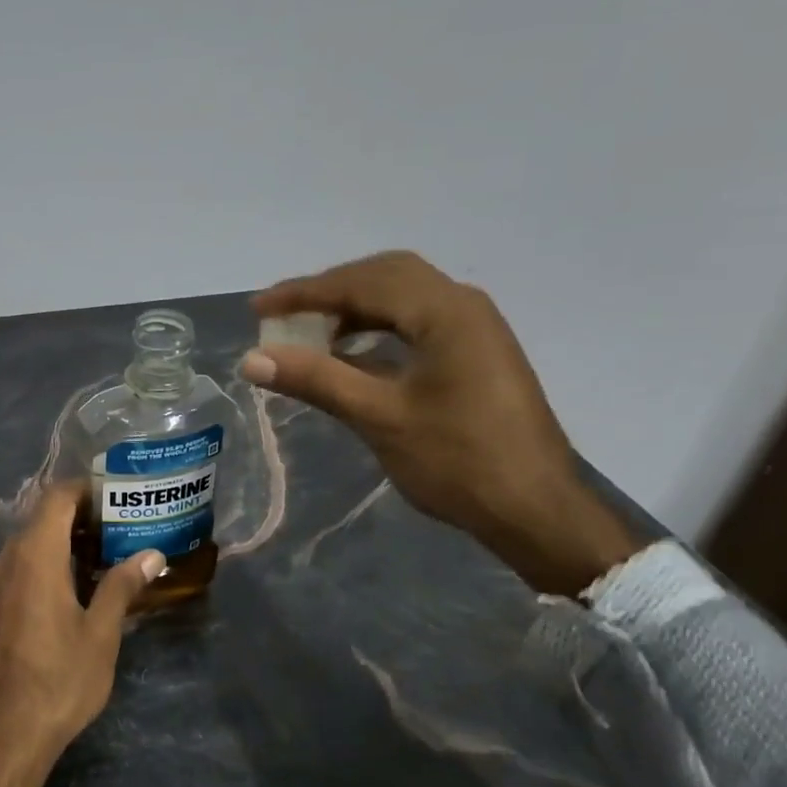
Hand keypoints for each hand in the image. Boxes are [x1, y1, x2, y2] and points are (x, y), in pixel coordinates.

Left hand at [0, 484, 165, 786]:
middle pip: (43, 517)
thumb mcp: (100, 633)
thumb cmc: (59, 679)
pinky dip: (48, 563)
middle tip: (122, 528)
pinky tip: (76, 588)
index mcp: (35, 555)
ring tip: (106, 556)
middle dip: (82, 516)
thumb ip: (122, 586)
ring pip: (30, 543)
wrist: (2, 734)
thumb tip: (152, 555)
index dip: (87, 489)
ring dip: (65, 541)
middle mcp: (8, 560)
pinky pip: (20, 567)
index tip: (119, 497)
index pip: (57, 497)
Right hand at [244, 251, 642, 595]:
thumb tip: (252, 360)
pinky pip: (417, 322)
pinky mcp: (476, 353)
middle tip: (285, 315)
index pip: (361, 283)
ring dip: (354, 309)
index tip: (258, 309)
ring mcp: (475, 329)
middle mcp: (463, 305)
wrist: (535, 509)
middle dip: (329, 292)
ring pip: (402, 298)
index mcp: (444, 311)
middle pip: (384, 276)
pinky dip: (377, 328)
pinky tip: (352, 355)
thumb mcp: (379, 417)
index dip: (303, 293)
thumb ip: (316, 379)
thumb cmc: (457, 461)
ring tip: (311, 335)